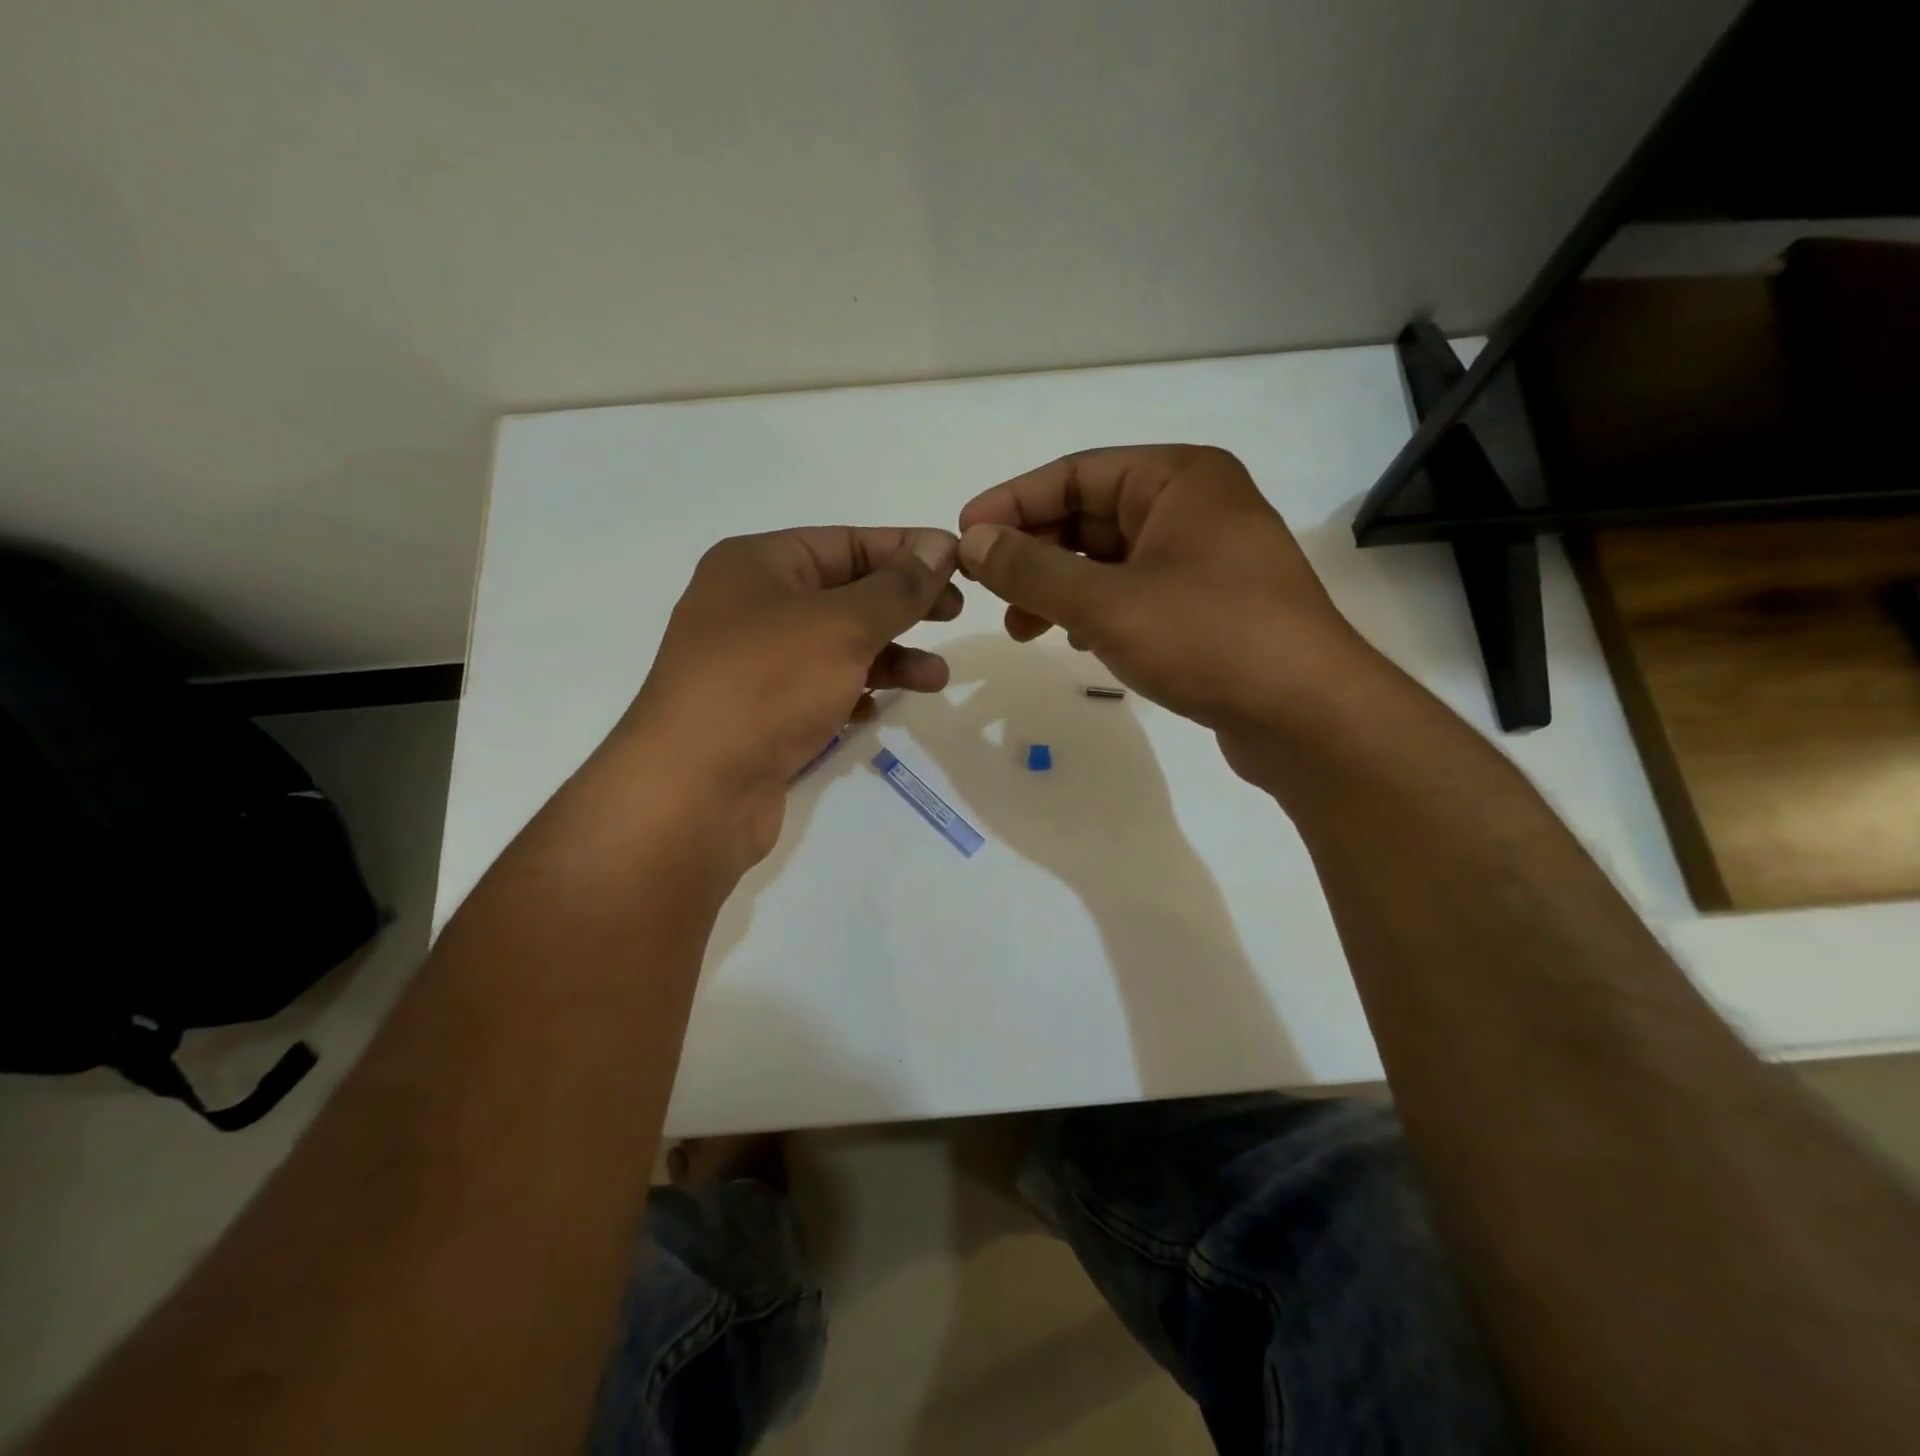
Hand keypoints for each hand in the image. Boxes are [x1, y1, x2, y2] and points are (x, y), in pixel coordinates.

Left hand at [617, 526, 960, 870]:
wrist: (695, 791)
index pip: (847, 542)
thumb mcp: (842, 625)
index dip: (907, 550)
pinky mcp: (760, 715)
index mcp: (758, 565)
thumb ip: (898, 587)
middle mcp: (751, 607)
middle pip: (845, 594)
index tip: (961, 562)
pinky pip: (819, 691)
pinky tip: (875, 711)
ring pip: (837, 648)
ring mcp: (754, 665)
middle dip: (903, 605)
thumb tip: (941, 545)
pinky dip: (853, 694)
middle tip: (956, 614)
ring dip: (889, 658)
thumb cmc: (767, 685)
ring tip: (936, 678)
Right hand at [956, 445, 1380, 758]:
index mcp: (1178, 478)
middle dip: (1034, 553)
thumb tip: (972, 542)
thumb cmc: (1209, 639)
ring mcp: (1204, 558)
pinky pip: (1133, 593)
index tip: (964, 537)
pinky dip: (1095, 611)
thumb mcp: (1108, 602)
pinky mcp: (1207, 606)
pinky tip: (1072, 640)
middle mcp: (1194, 506)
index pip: (1075, 473)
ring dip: (1059, 587)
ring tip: (1021, 628)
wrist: (1308, 716)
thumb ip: (1033, 570)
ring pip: (1109, 559)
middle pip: (1090, 515)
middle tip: (985, 590)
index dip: (1012, 503)